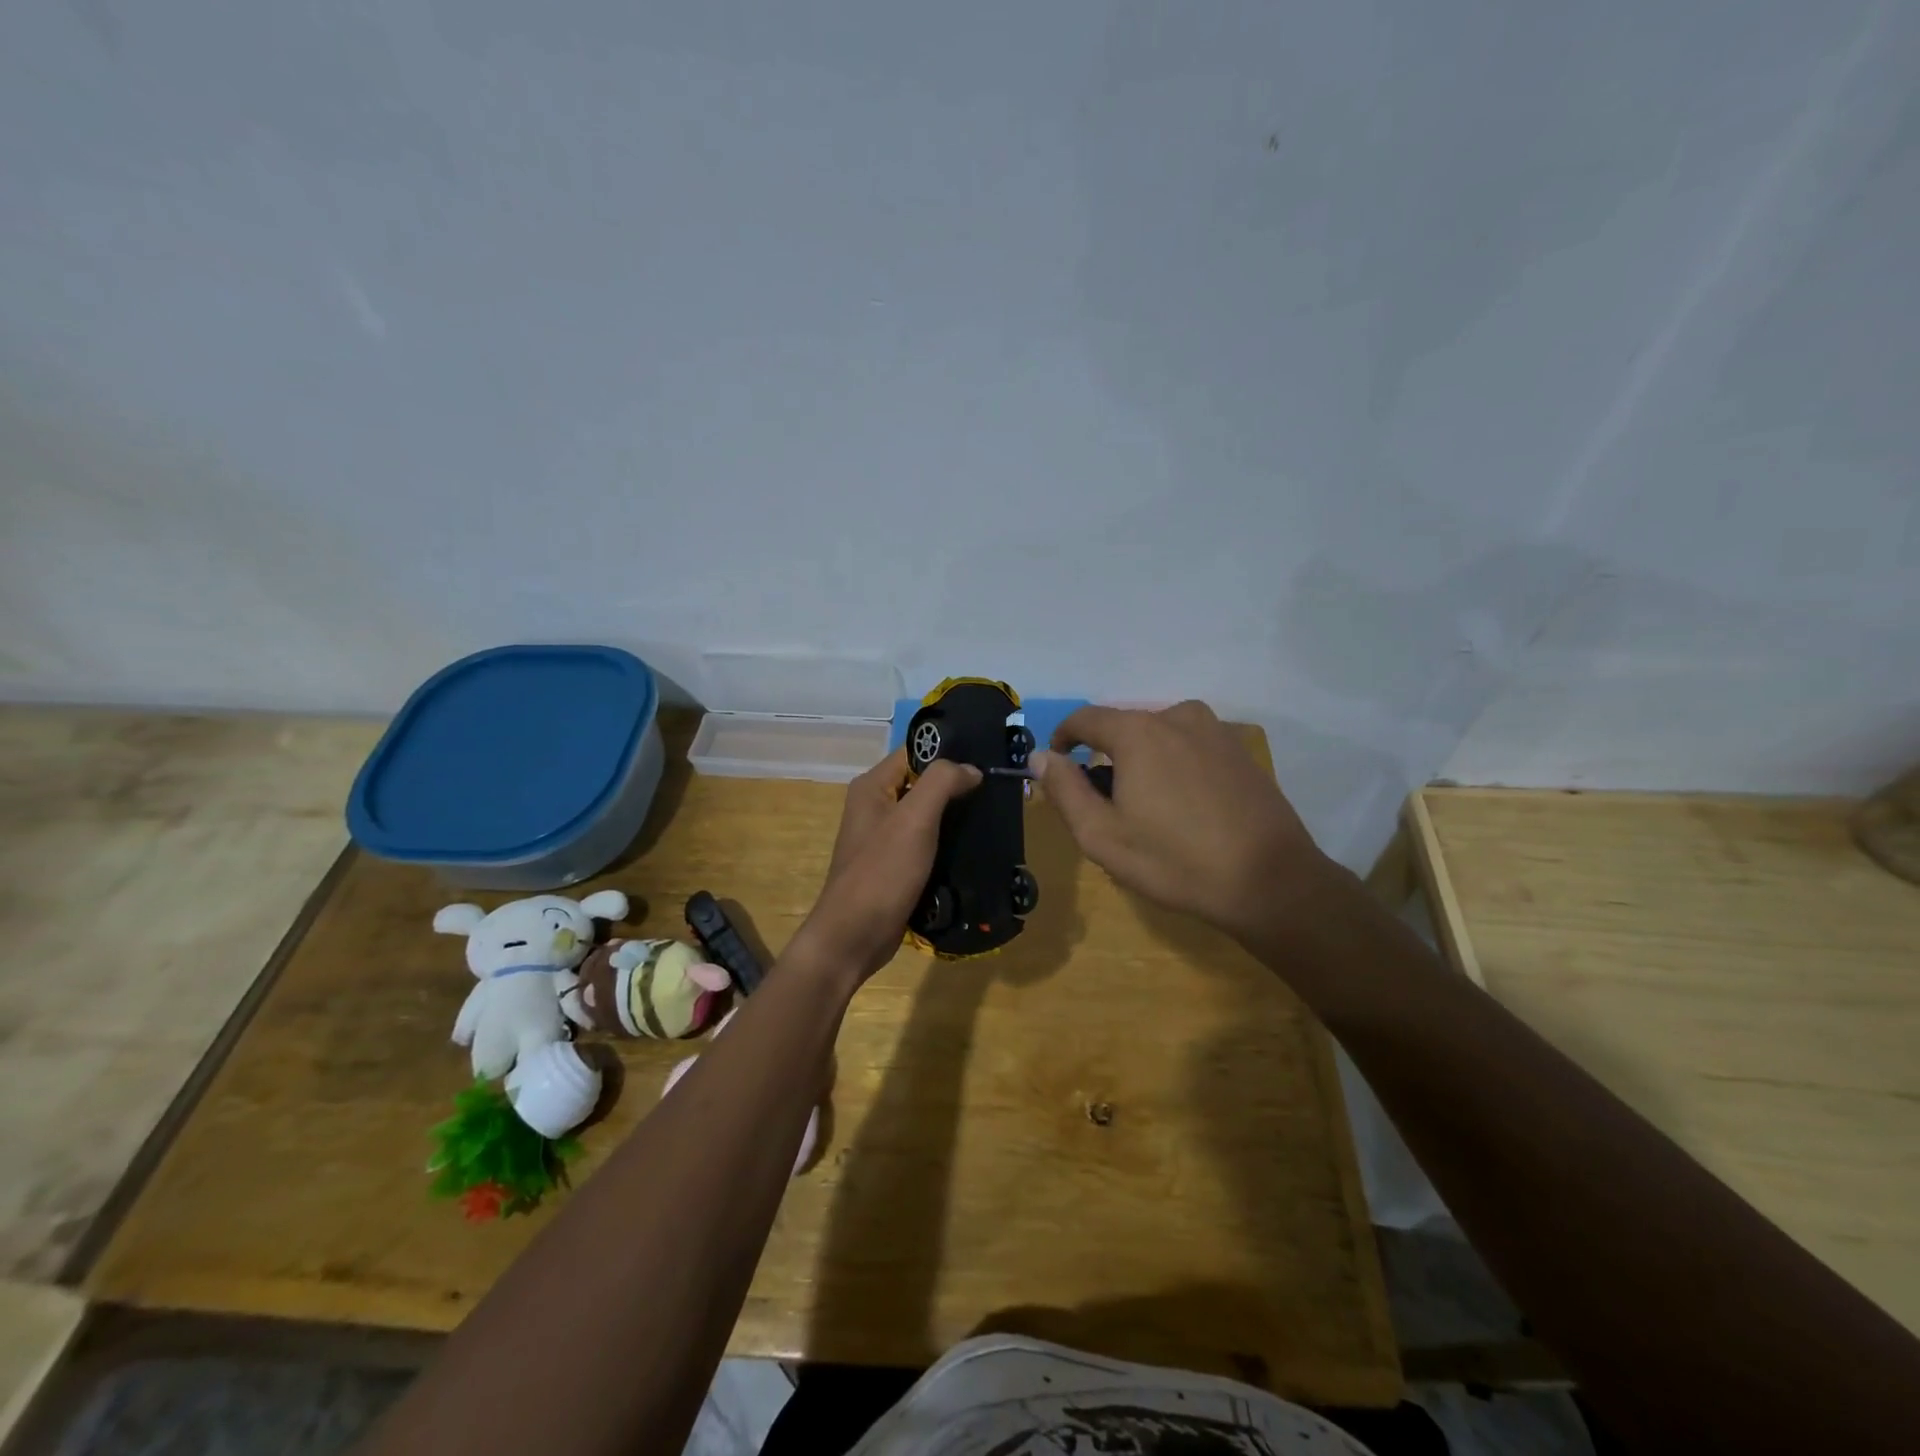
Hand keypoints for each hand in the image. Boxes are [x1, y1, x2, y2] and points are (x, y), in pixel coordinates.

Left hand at [791, 748, 981, 983]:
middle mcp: (875, 806)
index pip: (914, 753)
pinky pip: (926, 844)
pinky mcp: (894, 866)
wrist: (854, 936)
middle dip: (957, 787)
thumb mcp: (914, 819)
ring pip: (928, 816)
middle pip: (922, 783)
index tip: (987, 761)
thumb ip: (942, 782)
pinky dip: (948, 844)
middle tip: (998, 792)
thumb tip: (971, 769)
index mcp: (872, 786)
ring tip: (993, 818)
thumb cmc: (882, 872)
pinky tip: (975, 848)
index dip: (949, 754)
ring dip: (956, 817)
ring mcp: (883, 838)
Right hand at [1036, 701, 1335, 945]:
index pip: (1085, 718)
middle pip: (1124, 728)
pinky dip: (1175, 767)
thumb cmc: (1175, 860)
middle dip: (1106, 757)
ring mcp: (1215, 731)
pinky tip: (1185, 809)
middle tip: (1106, 806)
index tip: (1058, 765)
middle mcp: (1177, 716)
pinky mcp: (1240, 751)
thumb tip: (1040, 756)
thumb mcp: (1102, 835)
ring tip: (1148, 810)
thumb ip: (1065, 790)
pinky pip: (1190, 747)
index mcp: (1139, 732)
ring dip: (1142, 762)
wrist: (1270, 881)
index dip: (1063, 738)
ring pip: (1159, 736)